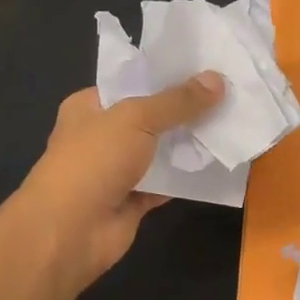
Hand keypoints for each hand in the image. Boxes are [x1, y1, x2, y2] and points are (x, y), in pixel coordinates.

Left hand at [13, 74, 225, 293]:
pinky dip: (186, 177)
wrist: (69, 232)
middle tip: (228, 94)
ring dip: (188, 143)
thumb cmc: (93, 161)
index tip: (206, 68)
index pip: (131, 82)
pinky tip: (216, 163)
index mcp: (89, 106)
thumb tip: (217, 79)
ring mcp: (116, 170)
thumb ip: (177, 101)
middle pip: (149, 116)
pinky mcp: (131, 200)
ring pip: (159, 151)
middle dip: (184, 109)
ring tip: (230, 123)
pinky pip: (165, 183)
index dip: (166, 75)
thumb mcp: (136, 118)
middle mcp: (101, 135)